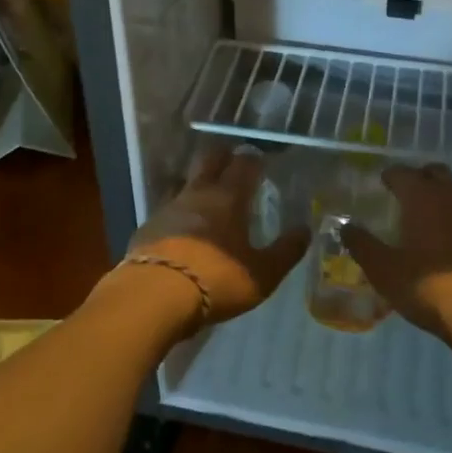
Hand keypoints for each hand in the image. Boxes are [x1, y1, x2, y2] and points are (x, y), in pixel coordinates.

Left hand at [121, 144, 310, 325]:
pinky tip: (180, 226)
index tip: (259, 160)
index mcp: (229, 198)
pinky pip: (166, 209)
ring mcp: (168, 207)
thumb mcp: (261, 274)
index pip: (244, 164)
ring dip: (196, 182)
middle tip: (232, 162)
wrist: (154, 296)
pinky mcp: (147, 226)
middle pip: (209, 159)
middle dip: (222, 156)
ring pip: (185, 181)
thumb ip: (285, 252)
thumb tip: (304, 230)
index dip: (253, 159)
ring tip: (206, 194)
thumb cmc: (216, 280)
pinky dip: (177, 211)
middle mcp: (198, 193)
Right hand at [345, 164, 451, 338]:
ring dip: (444, 203)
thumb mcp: (383, 270)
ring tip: (431, 224)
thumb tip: (346, 227)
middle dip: (421, 178)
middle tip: (407, 195)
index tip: (382, 183)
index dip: (390, 176)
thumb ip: (361, 245)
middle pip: (436, 173)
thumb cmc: (426, 286)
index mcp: (423, 198)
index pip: (402, 173)